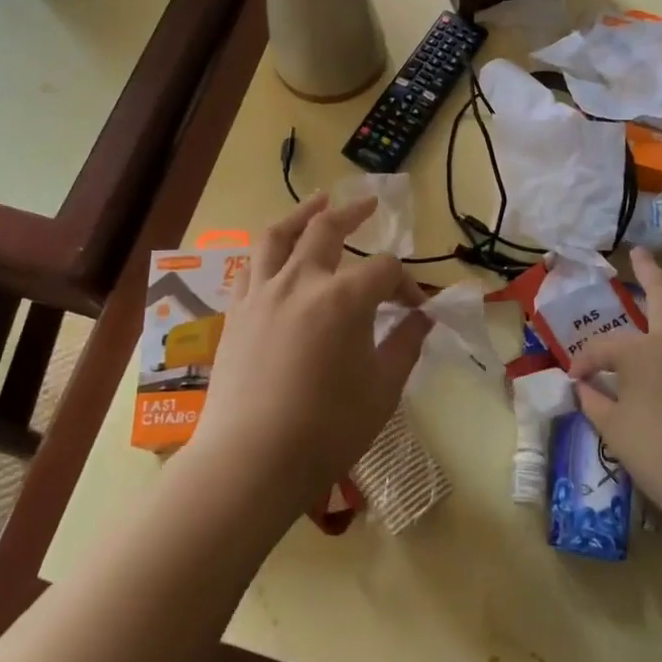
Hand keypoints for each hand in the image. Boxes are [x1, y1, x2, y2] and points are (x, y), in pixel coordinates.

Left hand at [184, 195, 431, 527]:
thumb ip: (406, 345)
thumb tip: (424, 319)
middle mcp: (302, 281)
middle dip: (354, 213)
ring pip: (279, 235)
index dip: (406, 284)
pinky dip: (269, 251)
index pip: (385, 270)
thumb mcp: (382, 389)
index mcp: (344, 298)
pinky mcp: (237, 312)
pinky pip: (251, 266)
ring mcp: (263, 293)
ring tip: (317, 201)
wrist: (251, 460)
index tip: (415, 308)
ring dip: (302, 213)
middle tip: (369, 205)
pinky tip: (277, 255)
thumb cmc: (327, 428)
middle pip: (328, 229)